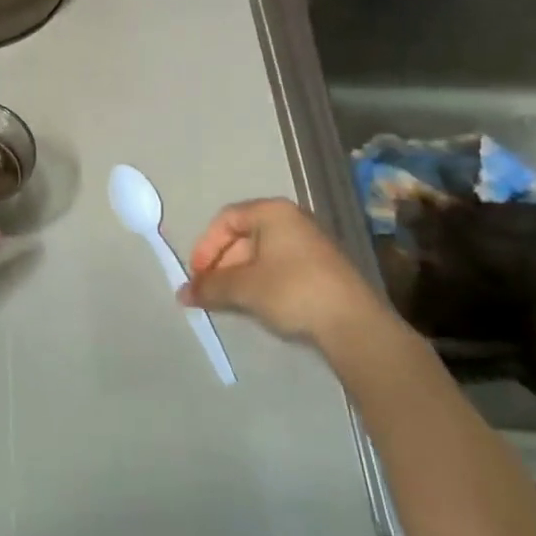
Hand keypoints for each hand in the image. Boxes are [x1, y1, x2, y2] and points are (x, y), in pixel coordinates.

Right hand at [183, 198, 383, 345]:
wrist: (353, 323)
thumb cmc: (292, 291)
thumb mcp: (244, 288)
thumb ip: (210, 287)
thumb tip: (182, 293)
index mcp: (272, 211)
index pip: (226, 219)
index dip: (206, 246)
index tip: (198, 274)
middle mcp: (292, 219)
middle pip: (244, 235)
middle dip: (222, 263)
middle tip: (211, 290)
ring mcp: (310, 242)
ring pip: (262, 252)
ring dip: (240, 274)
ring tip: (230, 300)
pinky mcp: (322, 266)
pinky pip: (280, 265)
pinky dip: (262, 280)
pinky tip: (257, 303)